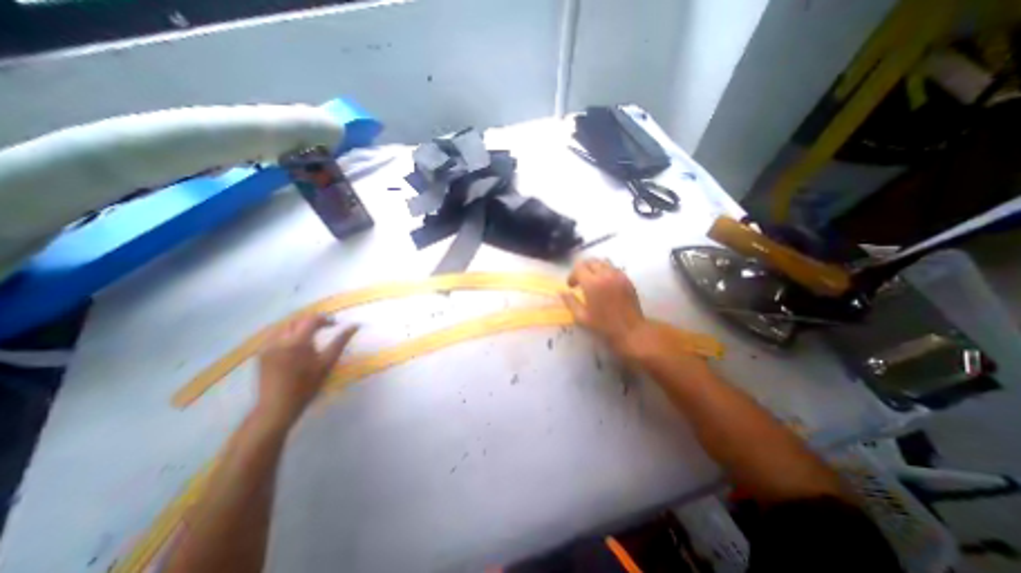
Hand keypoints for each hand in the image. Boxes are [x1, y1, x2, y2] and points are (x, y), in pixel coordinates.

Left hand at [255, 316, 357, 421]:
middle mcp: (280, 340)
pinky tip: (294, 343)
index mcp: (298, 341)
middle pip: (297, 320)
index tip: (335, 325)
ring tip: (310, 335)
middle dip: (312, 321)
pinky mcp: (261, 353)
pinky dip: (287, 333)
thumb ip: (341, 341)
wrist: (278, 406)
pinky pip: (274, 335)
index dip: (325, 319)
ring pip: (284, 326)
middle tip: (325, 328)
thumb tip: (355, 325)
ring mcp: (267, 346)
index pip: (312, 319)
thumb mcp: (328, 362)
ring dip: (299, 326)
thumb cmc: (307, 385)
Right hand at [558, 259, 654, 356]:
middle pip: (590, 261)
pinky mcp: (626, 279)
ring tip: (592, 279)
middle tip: (580, 281)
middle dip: (582, 269)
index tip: (571, 286)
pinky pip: (614, 268)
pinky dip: (606, 271)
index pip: (578, 268)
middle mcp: (605, 275)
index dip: (572, 275)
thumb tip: (562, 292)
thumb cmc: (603, 325)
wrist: (630, 330)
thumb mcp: (581, 316)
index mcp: (592, 283)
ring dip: (594, 268)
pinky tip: (605, 283)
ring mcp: (618, 275)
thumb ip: (570, 302)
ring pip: (603, 262)